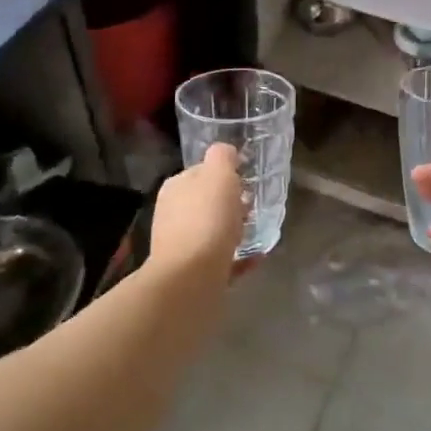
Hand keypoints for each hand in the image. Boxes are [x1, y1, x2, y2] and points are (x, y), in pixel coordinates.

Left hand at [149, 143, 245, 277]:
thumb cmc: (207, 219)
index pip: (200, 172)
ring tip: (257, 231)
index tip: (246, 180)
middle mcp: (173, 214)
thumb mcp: (218, 174)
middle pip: (206, 203)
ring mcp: (181, 246)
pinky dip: (238, 257)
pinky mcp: (193, 274)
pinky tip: (256, 257)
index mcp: (175, 188)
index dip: (224, 174)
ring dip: (233, 230)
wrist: (192, 278)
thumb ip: (222, 157)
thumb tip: (226, 152)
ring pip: (212, 231)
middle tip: (253, 206)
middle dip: (229, 204)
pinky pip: (221, 260)